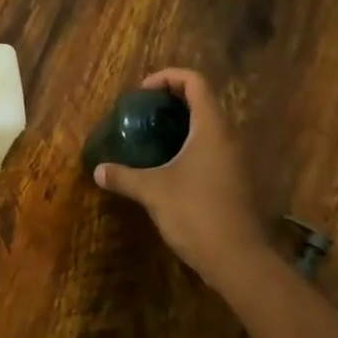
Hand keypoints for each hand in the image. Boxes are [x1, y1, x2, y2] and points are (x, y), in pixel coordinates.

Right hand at [92, 69, 262, 293]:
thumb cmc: (196, 213)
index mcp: (212, 128)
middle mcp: (229, 137)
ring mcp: (237, 160)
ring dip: (183, 124)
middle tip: (143, 113)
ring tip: (152, 137)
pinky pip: (213, 149)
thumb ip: (124, 177)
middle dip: (172, 100)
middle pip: (203, 101)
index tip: (143, 93)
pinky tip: (170, 167)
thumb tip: (98, 171)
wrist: (239, 260)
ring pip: (210, 127)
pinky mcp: (237, 181)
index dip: (168, 77)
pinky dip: (191, 145)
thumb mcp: (153, 192)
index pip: (195, 82)